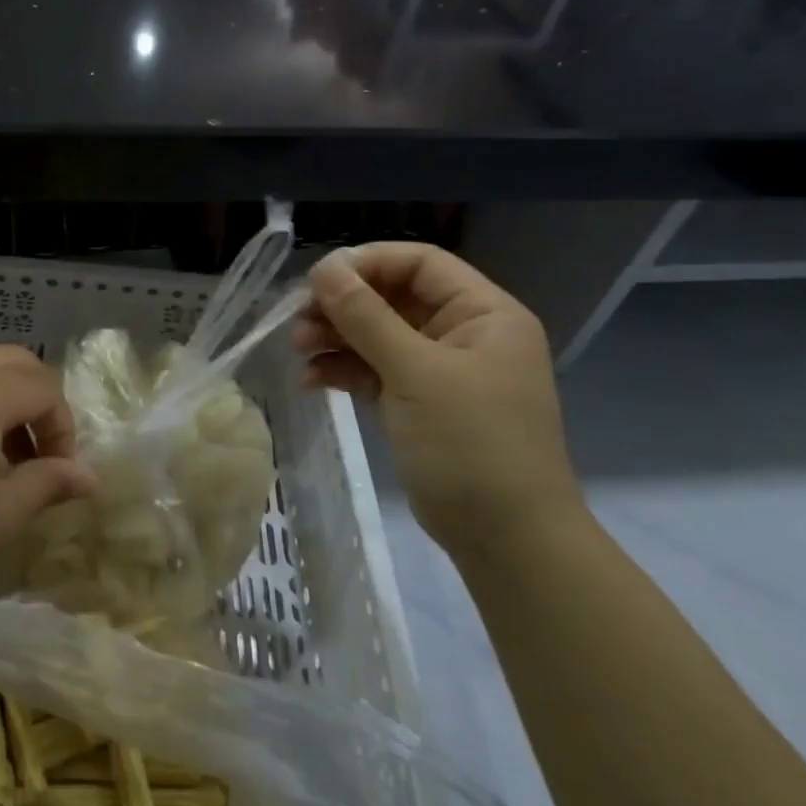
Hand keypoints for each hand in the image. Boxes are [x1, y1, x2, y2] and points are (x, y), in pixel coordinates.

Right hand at [293, 244, 580, 558]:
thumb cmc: (472, 445)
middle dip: (343, 306)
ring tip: (299, 351)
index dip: (367, 263)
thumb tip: (323, 268)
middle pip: (393, 297)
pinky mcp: (419, 402)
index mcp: (484, 313)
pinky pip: (375, 370)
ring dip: (337, 337)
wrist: (507, 542)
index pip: (420, 263)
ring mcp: (440, 370)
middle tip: (298, 320)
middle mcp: (463, 332)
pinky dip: (344, 370)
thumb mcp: (416, 374)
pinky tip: (312, 381)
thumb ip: (366, 317)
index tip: (317, 280)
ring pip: (378, 334)